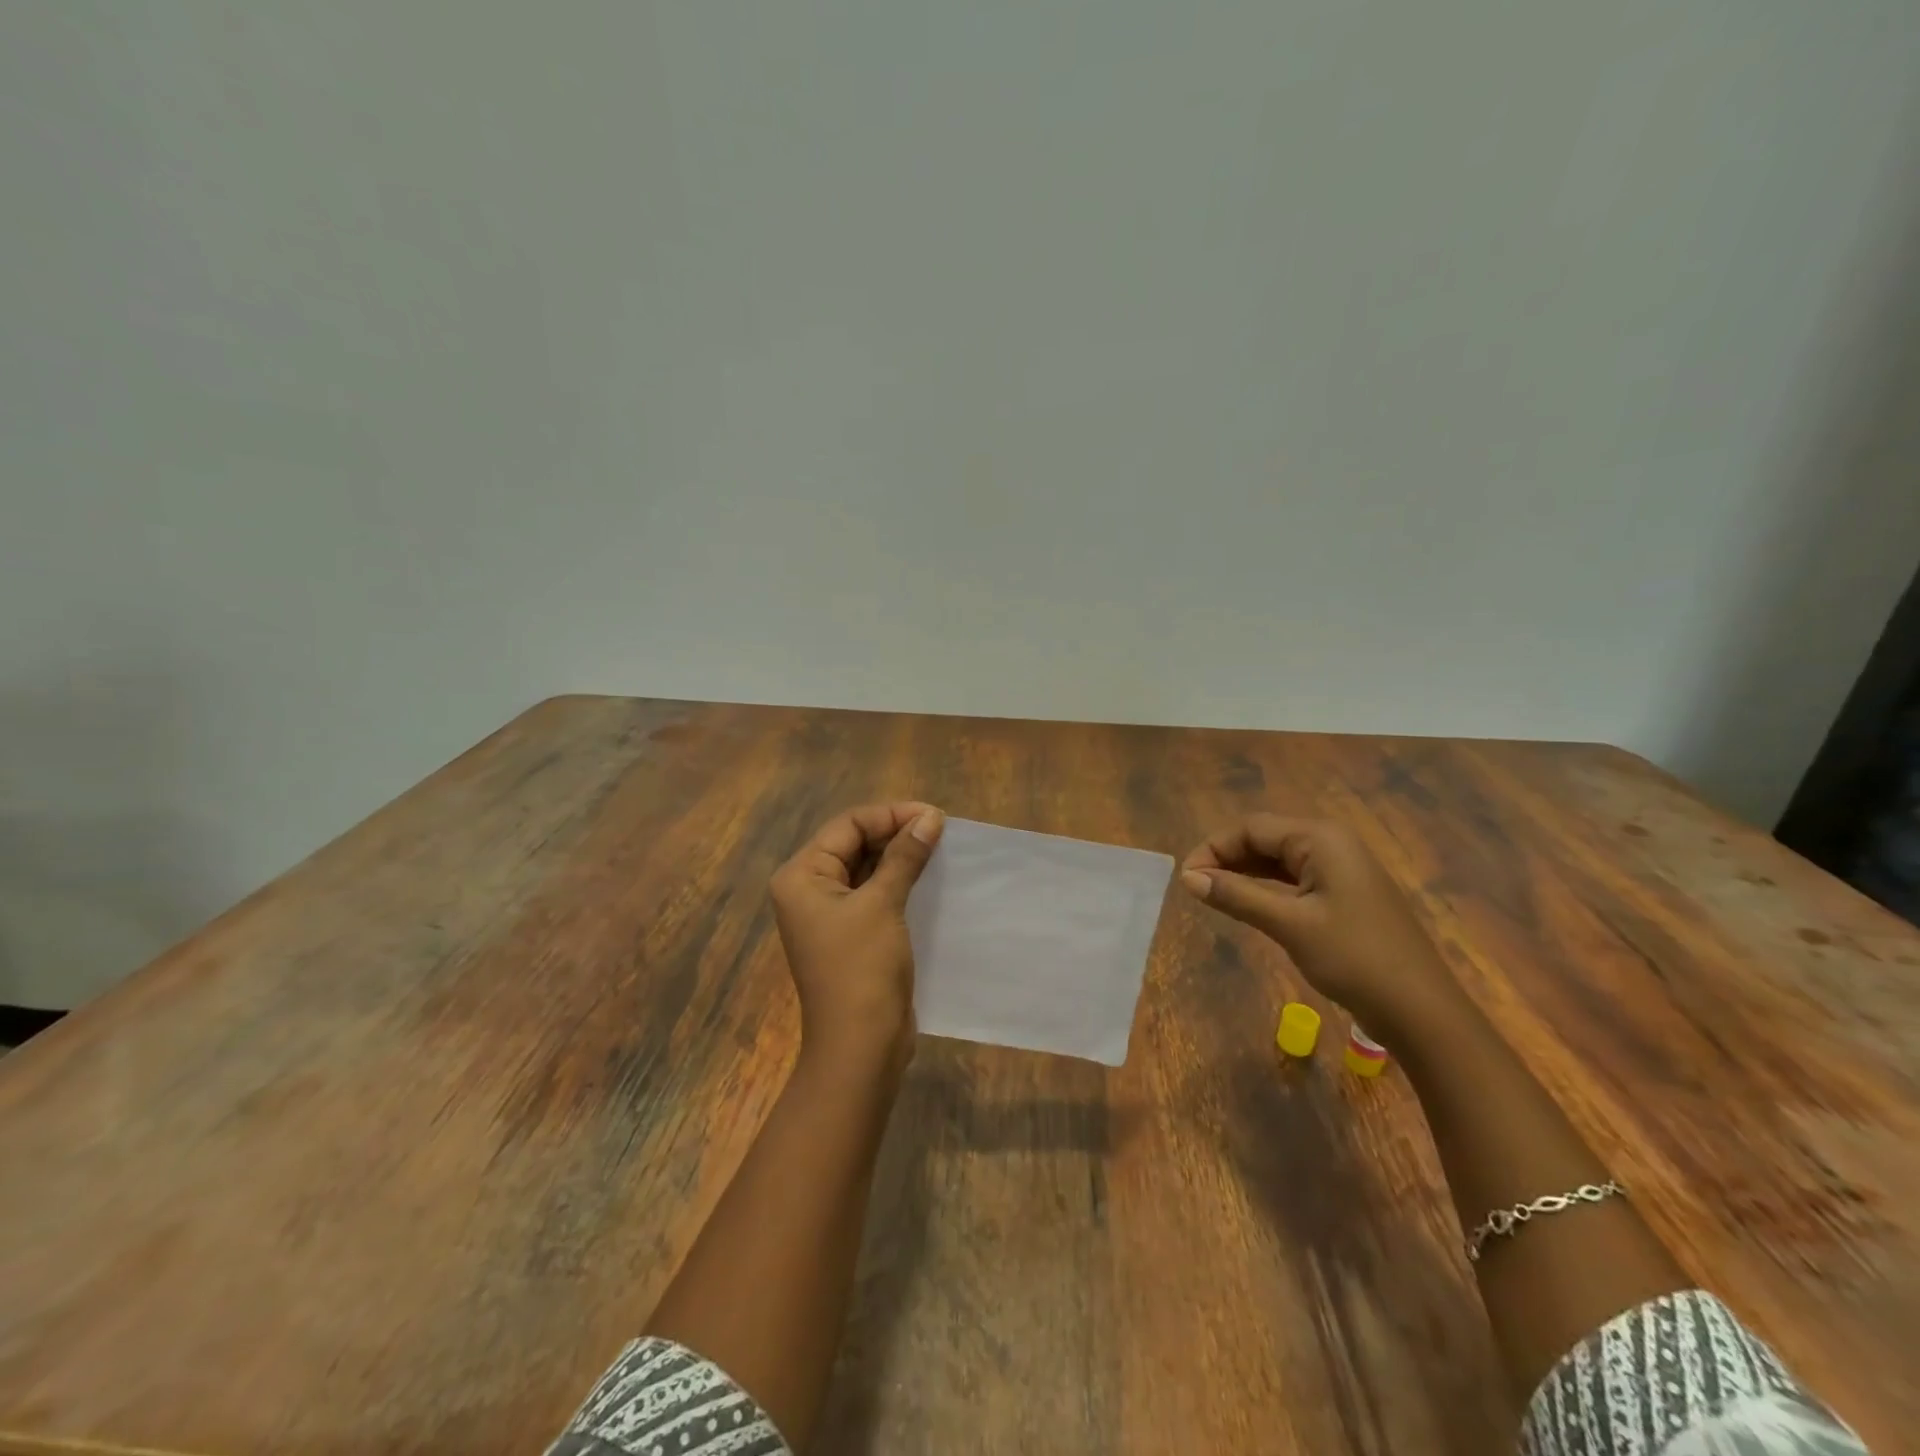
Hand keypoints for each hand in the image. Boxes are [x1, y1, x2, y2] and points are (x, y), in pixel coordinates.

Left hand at [770, 801, 945, 1074]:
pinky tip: (929, 878)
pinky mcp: (851, 933)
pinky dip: (899, 882)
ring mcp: (829, 913)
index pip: (847, 826)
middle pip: (854, 843)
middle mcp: (808, 889)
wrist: (860, 1047)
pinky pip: (874, 893)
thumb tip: (930, 817)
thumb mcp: (883, 904)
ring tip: (939, 849)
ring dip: (900, 857)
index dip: (890, 815)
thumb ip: (904, 856)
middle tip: (940, 831)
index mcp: (801, 876)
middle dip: (896, 833)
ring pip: (866, 868)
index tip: (934, 816)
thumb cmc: (862, 969)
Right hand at [1179, 814, 1460, 1041]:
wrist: (1421, 1011)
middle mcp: (1332, 843)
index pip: (1251, 828)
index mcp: (1321, 839)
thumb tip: (1187, 878)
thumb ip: (1236, 895)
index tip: (1186, 879)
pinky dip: (1267, 887)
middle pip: (1265, 838)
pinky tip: (1248, 903)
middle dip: (1227, 858)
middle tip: (1195, 889)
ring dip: (1244, 873)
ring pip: (1278, 859)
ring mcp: (1342, 869)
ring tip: (1213, 895)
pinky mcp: (1345, 894)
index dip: (1213, 848)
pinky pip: (1295, 878)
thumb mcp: (1289, 925)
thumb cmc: (1354, 959)